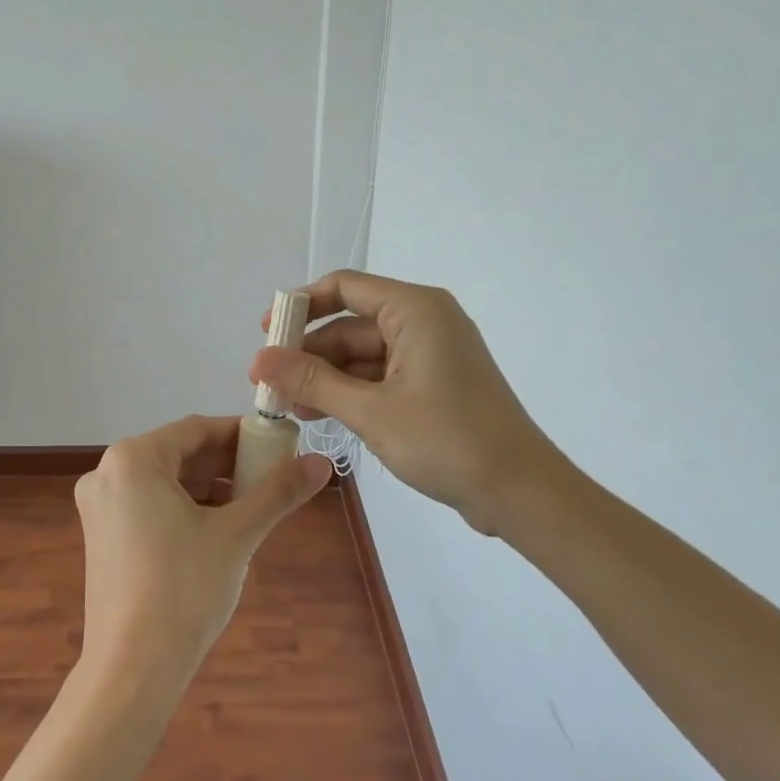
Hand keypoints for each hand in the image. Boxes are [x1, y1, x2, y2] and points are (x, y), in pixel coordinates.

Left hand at [73, 415, 332, 692]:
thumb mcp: (237, 534)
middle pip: (180, 454)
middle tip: (272, 477)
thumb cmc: (184, 589)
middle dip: (228, 464)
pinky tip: (220, 528)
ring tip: (254, 504)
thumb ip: (278, 492)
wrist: (132, 668)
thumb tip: (322, 463)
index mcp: (132, 459)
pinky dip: (186, 509)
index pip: (196, 429)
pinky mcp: (102, 537)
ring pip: (166, 482)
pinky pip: (150, 505)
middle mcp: (107, 473)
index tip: (280, 445)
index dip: (242, 435)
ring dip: (210, 488)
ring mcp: (101, 507)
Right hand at [249, 270, 571, 536]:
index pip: (344, 287)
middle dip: (307, 353)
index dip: (300, 305)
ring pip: (360, 355)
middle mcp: (423, 322)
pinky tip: (317, 415)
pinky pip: (378, 377)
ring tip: (285, 406)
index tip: (265, 332)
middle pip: (349, 324)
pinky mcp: (432, 385)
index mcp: (415, 310)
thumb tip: (259, 359)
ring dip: (323, 378)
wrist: (520, 492)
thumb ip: (312, 381)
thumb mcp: (371, 411)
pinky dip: (348, 392)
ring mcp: (429, 355)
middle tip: (266, 382)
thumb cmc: (448, 440)